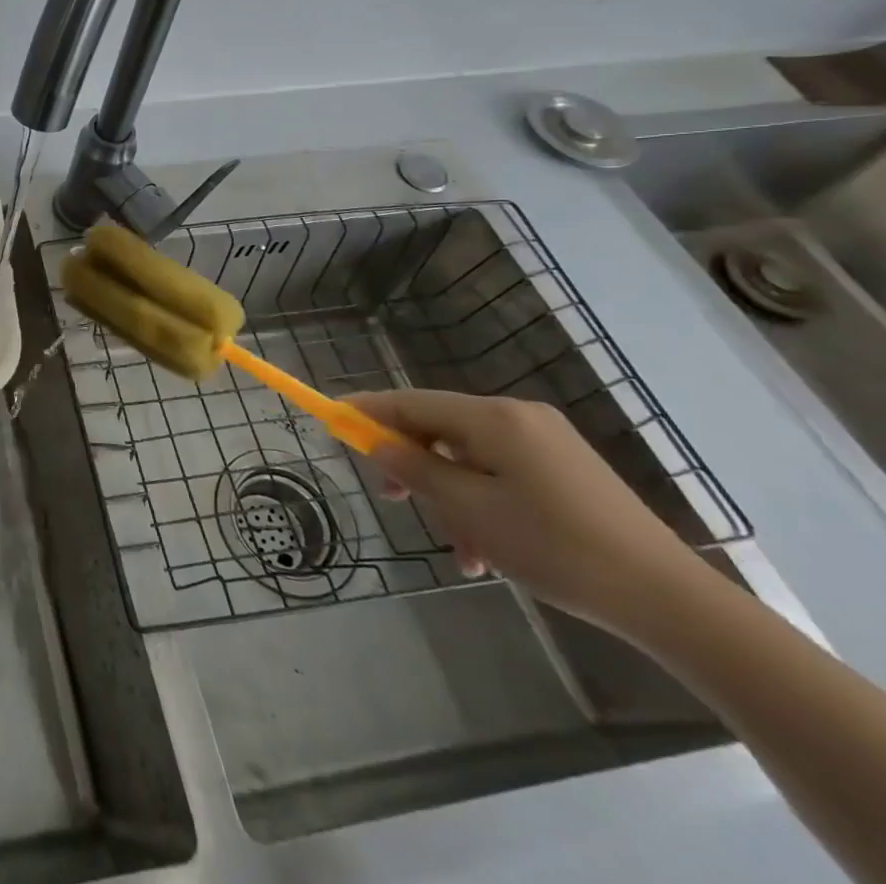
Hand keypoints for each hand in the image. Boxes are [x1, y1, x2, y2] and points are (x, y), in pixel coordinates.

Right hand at [347, 388, 704, 636]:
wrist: (671, 601)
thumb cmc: (556, 548)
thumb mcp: (470, 511)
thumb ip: (414, 469)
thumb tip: (377, 442)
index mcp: (493, 418)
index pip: (410, 401)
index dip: (367, 409)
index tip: (331, 417)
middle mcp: (518, 417)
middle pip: (439, 427)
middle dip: (411, 462)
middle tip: (388, 497)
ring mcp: (547, 443)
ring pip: (470, 458)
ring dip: (450, 496)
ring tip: (456, 549)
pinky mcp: (567, 471)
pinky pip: (502, 474)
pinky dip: (482, 503)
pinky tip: (487, 553)